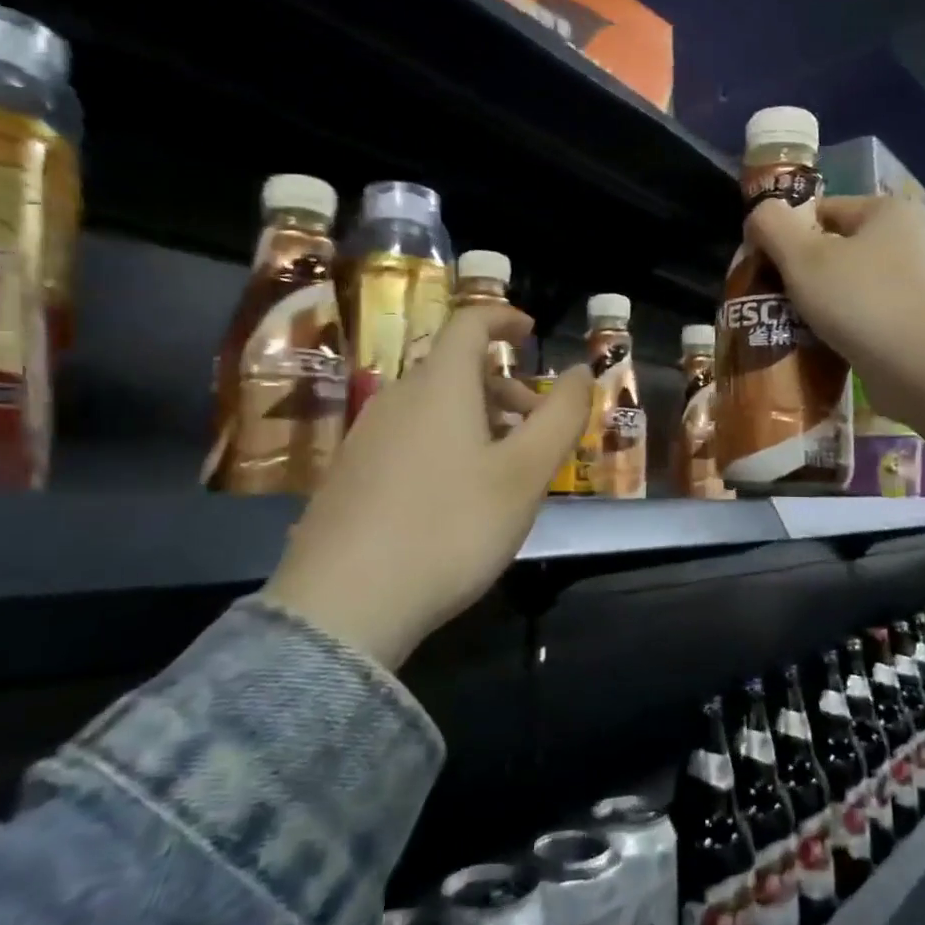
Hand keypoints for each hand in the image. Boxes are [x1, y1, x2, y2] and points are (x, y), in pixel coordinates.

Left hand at [264, 305, 590, 666]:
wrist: (343, 605)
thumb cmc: (450, 528)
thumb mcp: (524, 474)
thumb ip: (560, 416)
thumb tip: (580, 370)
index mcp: (440, 385)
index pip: (469, 323)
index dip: (503, 318)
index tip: (531, 333)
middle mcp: (396, 398)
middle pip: (454, 368)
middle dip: (503, 385)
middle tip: (537, 425)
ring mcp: (366, 436)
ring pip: (432, 406)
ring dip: (477, 418)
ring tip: (503, 467)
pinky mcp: (349, 474)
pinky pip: (408, 436)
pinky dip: (445, 442)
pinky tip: (455, 497)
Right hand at [746, 193, 924, 425]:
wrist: (920, 367)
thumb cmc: (859, 299)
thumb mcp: (802, 256)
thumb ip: (773, 226)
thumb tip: (760, 212)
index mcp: (887, 210)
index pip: (821, 210)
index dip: (786, 233)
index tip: (763, 264)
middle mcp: (907, 239)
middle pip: (834, 248)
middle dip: (801, 272)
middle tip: (771, 297)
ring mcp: (914, 283)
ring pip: (847, 284)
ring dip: (818, 302)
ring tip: (790, 324)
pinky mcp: (914, 322)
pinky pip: (863, 315)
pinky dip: (841, 326)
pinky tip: (818, 344)